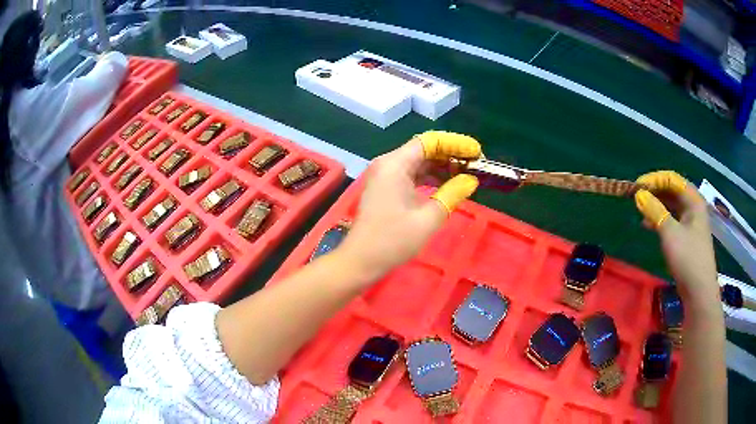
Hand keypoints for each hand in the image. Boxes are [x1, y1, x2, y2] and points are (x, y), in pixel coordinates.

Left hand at [338, 131, 480, 282]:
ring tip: (466, 174)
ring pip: (418, 162)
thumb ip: (452, 194)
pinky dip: (429, 177)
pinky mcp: (386, 187)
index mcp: (395, 164)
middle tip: (475, 164)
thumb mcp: (428, 218)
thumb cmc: (393, 240)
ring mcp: (385, 175)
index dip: (455, 143)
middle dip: (450, 154)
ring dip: (441, 166)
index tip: (477, 152)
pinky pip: (411, 174)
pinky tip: (447, 184)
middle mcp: (388, 163)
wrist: (360, 260)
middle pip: (424, 149)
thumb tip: (471, 180)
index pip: (430, 141)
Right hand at [634, 171, 717, 304]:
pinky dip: (660, 219)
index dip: (654, 179)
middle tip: (637, 197)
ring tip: (641, 211)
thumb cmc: (688, 258)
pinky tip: (648, 225)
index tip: (637, 186)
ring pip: (671, 205)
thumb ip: (655, 211)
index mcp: (693, 200)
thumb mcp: (670, 233)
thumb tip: (639, 194)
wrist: (699, 291)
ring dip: (656, 205)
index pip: (672, 179)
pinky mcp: (686, 236)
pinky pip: (672, 219)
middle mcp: (693, 207)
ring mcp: (690, 222)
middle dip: (655, 191)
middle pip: (672, 190)